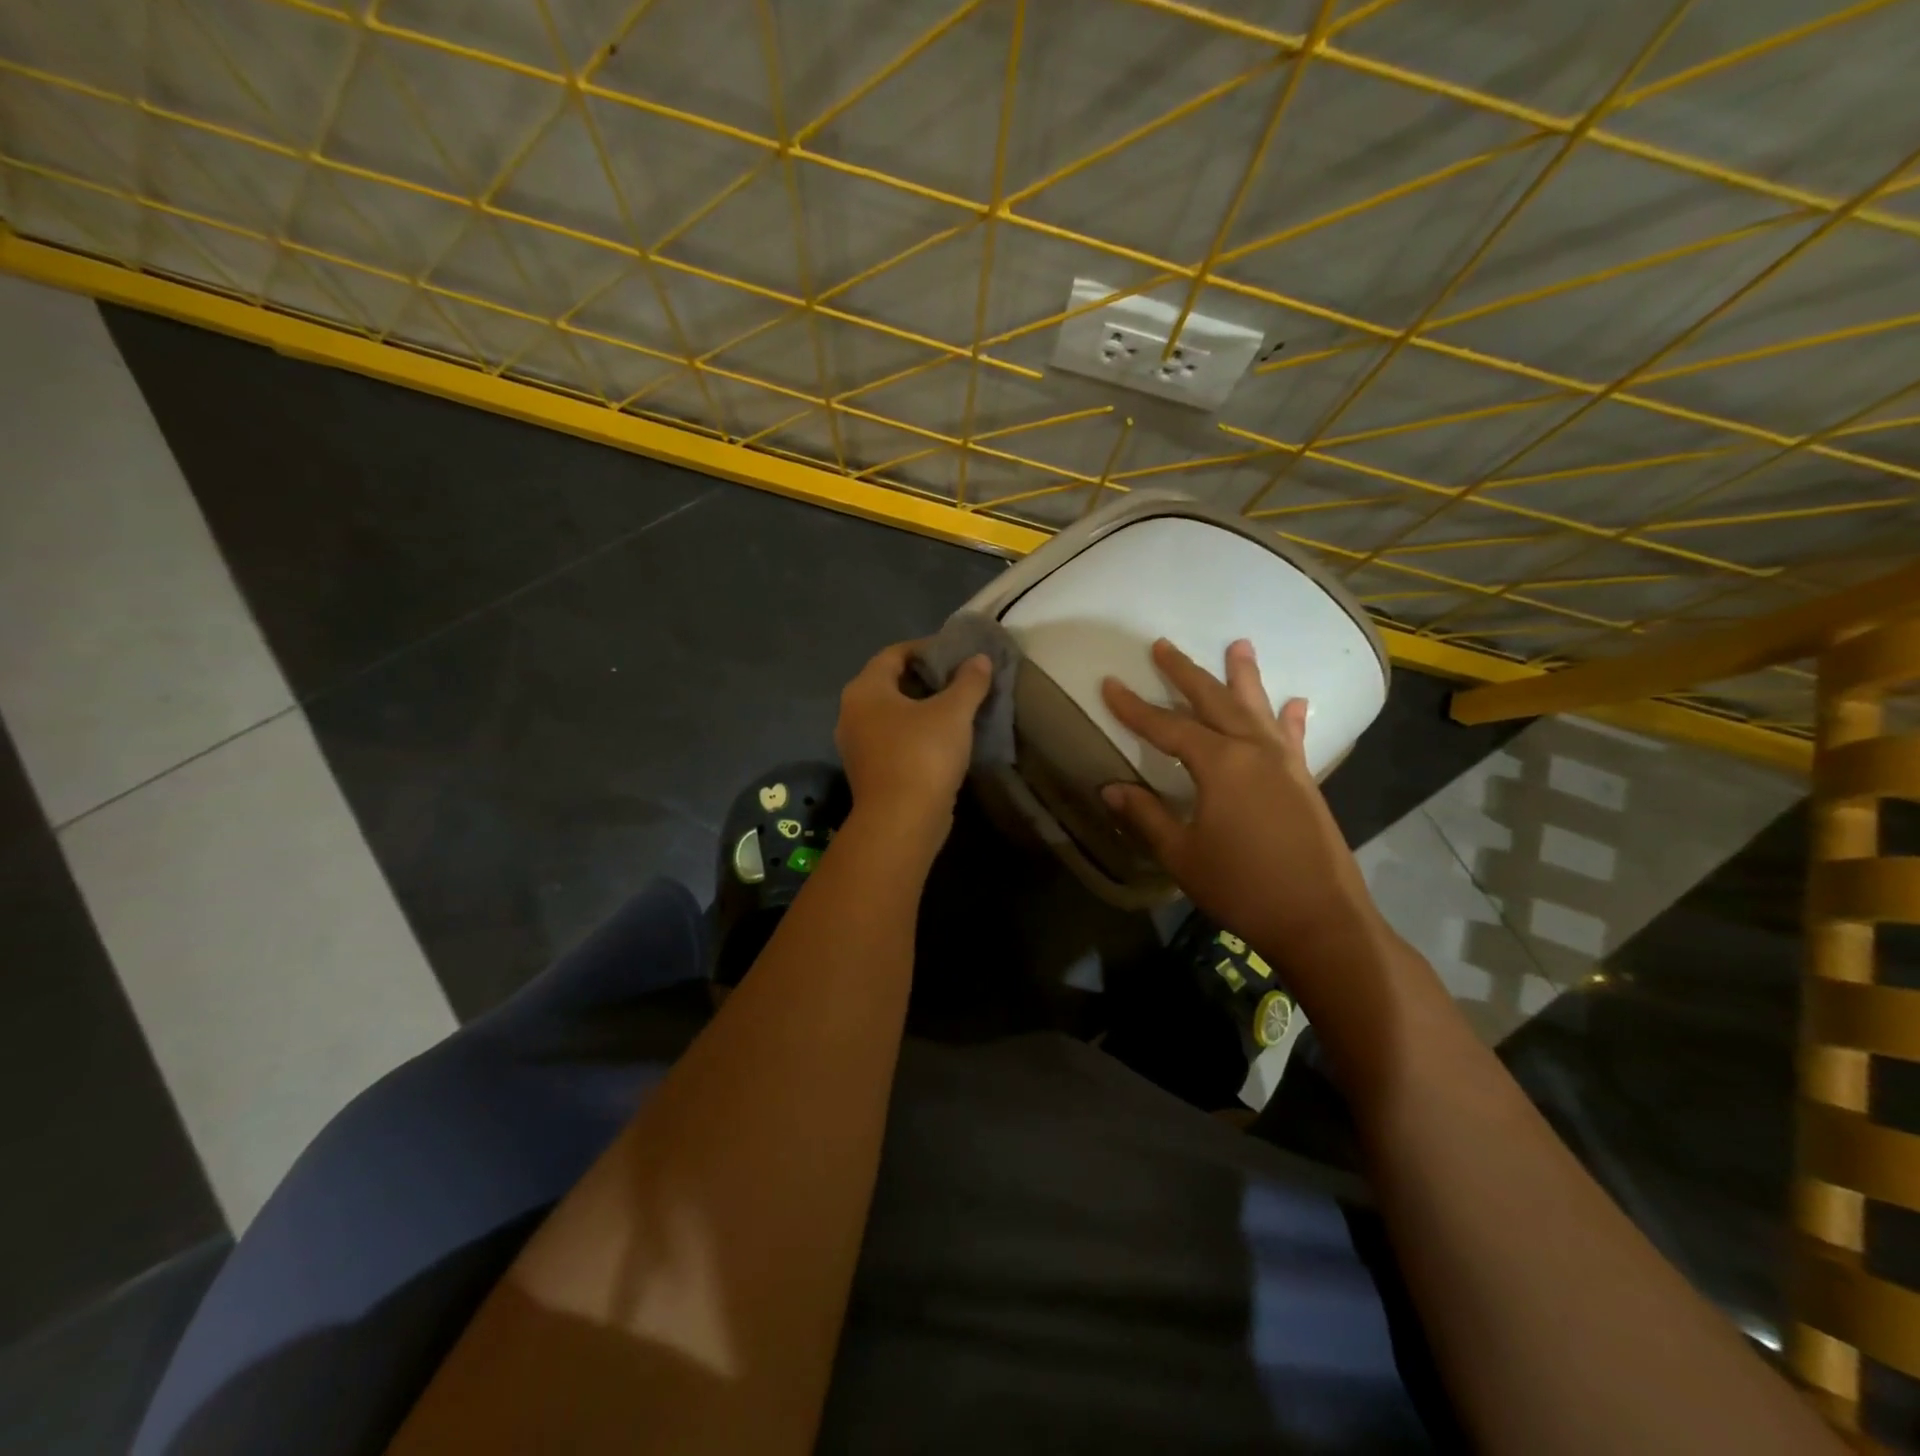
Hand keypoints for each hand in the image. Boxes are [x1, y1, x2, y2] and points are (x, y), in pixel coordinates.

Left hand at [836, 641, 990, 839]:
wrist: (901, 822)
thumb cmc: (923, 755)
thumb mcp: (953, 712)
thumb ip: (968, 681)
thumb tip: (979, 659)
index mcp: (865, 689)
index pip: (894, 653)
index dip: (925, 648)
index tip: (955, 652)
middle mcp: (852, 712)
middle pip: (890, 683)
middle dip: (925, 678)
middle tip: (959, 678)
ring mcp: (857, 744)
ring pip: (891, 714)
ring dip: (921, 707)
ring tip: (956, 706)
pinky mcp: (869, 771)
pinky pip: (893, 739)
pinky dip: (915, 732)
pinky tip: (943, 738)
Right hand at [1101, 638, 1386, 970]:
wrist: (1321, 920)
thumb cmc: (1243, 887)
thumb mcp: (1182, 855)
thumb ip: (1147, 816)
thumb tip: (1110, 788)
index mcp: (1219, 764)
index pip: (1166, 727)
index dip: (1134, 707)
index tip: (1109, 683)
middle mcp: (1253, 750)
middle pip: (1213, 701)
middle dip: (1184, 672)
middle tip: (1163, 645)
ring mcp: (1285, 763)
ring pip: (1257, 708)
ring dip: (1244, 676)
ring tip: (1239, 645)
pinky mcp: (1305, 781)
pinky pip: (1293, 738)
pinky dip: (1291, 718)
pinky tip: (1296, 703)